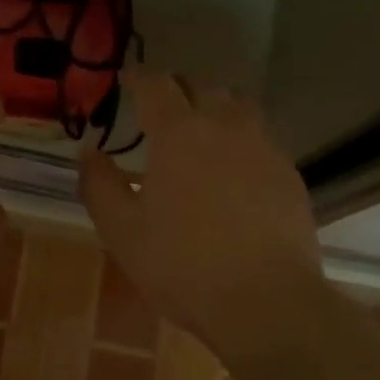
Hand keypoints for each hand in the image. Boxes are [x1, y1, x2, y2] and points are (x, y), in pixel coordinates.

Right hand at [80, 69, 324, 358]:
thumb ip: (100, 185)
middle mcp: (225, 126)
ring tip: (201, 130)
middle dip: (177, 90)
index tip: (126, 79)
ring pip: (239, 107)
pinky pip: (262, 138)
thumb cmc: (183, 266)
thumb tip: (90, 152)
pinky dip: (243, 139)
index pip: (156, 85)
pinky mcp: (289, 174)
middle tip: (160, 108)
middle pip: (202, 87)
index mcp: (179, 133)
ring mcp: (264, 147)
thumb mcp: (123, 231)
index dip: (138, 77)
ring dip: (215, 108)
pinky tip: (235, 168)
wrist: (266, 302)